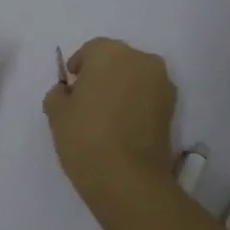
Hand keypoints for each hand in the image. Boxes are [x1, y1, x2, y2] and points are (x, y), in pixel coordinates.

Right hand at [42, 38, 178, 210]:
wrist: (128, 178)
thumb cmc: (86, 138)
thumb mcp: (56, 114)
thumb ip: (58, 94)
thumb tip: (67, 93)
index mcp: (110, 53)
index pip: (91, 51)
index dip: (78, 68)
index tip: (70, 88)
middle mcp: (141, 60)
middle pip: (116, 60)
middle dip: (102, 75)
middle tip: (87, 101)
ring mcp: (162, 83)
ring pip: (135, 77)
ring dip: (121, 88)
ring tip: (106, 116)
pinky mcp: (173, 108)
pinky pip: (148, 96)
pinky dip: (136, 104)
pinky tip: (122, 126)